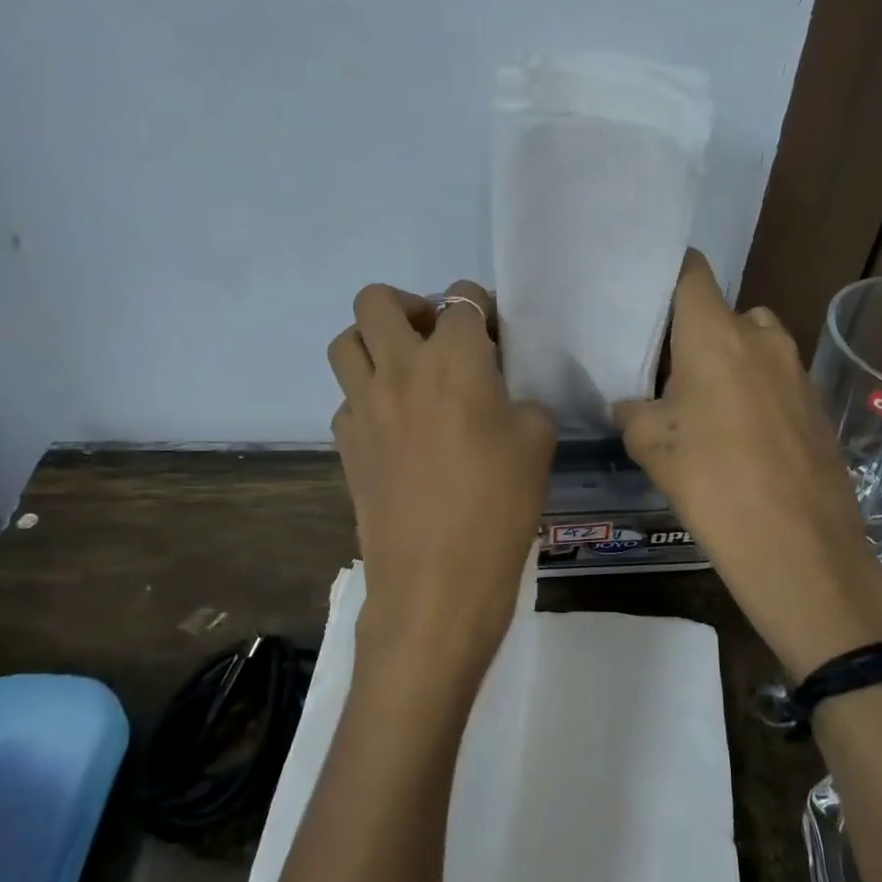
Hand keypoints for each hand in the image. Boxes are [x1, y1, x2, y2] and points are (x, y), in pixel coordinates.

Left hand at [329, 280, 556, 700]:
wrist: (436, 581)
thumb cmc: (499, 506)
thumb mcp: (538, 442)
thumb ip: (522, 402)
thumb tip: (502, 400)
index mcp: (454, 359)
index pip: (462, 300)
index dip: (481, 308)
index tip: (492, 333)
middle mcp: (399, 368)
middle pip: (378, 300)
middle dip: (409, 305)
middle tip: (436, 338)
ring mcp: (363, 405)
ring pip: (345, 341)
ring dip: (374, 343)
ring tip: (406, 372)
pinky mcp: (344, 442)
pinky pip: (347, 397)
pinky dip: (368, 397)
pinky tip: (396, 427)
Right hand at [613, 251, 881, 677]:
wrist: (799, 548)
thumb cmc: (713, 483)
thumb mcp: (650, 445)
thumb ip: (632, 409)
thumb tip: (632, 403)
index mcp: (716, 333)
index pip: (691, 272)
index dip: (667, 274)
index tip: (643, 293)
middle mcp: (762, 337)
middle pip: (722, 313)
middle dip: (695, 335)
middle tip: (666, 372)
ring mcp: (797, 371)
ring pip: (752, 348)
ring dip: (728, 365)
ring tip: (702, 410)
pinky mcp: (816, 405)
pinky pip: (775, 381)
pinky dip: (754, 394)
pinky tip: (739, 440)